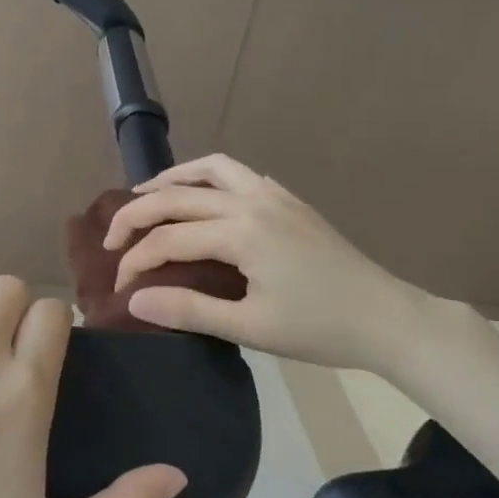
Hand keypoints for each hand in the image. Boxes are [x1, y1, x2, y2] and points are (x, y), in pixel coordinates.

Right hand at [104, 153, 448, 378]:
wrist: (387, 318)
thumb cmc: (318, 328)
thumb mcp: (250, 327)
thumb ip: (189, 309)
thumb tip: (134, 300)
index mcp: (240, 232)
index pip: (168, 239)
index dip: (136, 262)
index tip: (118, 288)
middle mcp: (250, 201)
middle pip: (178, 195)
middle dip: (137, 215)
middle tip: (111, 239)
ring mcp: (272, 194)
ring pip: (210, 169)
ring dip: (172, 179)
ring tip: (146, 196)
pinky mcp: (288, 200)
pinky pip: (237, 173)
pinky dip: (208, 177)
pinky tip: (203, 196)